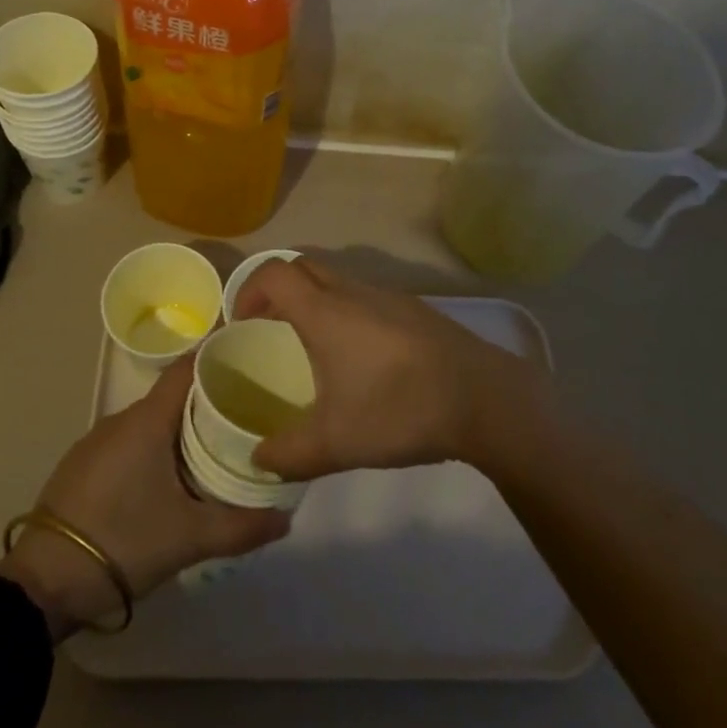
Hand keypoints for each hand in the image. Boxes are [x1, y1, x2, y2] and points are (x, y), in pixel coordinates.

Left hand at [0, 358, 289, 636]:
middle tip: (250, 410)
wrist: (41, 584)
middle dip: (211, 396)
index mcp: (148, 419)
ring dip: (184, 425)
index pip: (189, 366)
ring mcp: (98, 441)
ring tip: (220, 443)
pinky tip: (175, 474)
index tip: (253, 359)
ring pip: (153, 419)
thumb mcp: (188, 538)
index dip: (220, 356)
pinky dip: (159, 445)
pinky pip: (133, 440)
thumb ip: (241, 526)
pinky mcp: (85, 465)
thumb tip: (287, 517)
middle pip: (174, 393)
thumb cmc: (121, 542)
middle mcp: (122, 418)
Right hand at [233, 258, 543, 480]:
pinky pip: (365, 296)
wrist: (484, 398)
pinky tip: (359, 357)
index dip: (248, 290)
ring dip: (314, 300)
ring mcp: (388, 296)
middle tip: (269, 329)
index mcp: (326, 312)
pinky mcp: (414, 309)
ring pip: (337, 280)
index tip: (241, 324)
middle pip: (304, 267)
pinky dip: (345, 311)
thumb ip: (289, 454)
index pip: (275, 274)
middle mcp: (354, 292)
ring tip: (311, 346)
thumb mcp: (337, 443)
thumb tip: (258, 460)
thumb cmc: (401, 409)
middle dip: (278, 290)